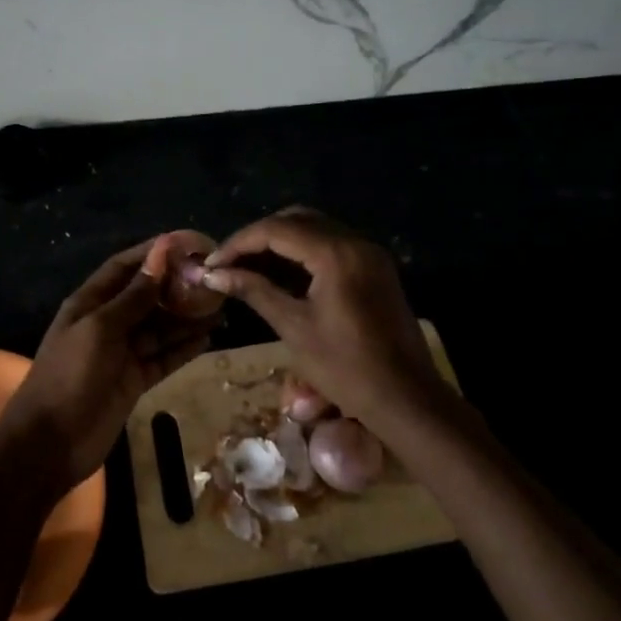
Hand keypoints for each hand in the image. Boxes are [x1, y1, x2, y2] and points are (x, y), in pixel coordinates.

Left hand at [0, 239, 216, 492]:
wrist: (50, 443)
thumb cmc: (70, 375)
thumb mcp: (100, 329)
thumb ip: (133, 297)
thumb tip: (160, 256)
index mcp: (90, 302)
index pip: (124, 267)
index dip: (152, 254)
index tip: (186, 243)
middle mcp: (107, 322)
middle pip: (146, 296)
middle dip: (176, 286)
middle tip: (213, 278)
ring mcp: (121, 353)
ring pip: (159, 327)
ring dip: (186, 317)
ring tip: (221, 306)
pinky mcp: (134, 380)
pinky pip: (163, 357)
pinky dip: (184, 348)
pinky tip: (209, 338)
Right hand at [200, 207, 433, 428]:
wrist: (407, 400)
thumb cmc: (346, 368)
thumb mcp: (294, 327)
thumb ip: (254, 291)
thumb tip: (214, 274)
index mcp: (335, 254)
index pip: (276, 230)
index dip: (239, 243)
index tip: (213, 263)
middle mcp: (355, 242)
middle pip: (296, 220)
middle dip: (259, 237)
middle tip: (230, 262)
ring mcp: (369, 254)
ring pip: (315, 229)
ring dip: (280, 242)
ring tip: (249, 267)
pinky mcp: (375, 268)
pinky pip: (332, 245)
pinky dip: (303, 252)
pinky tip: (281, 274)